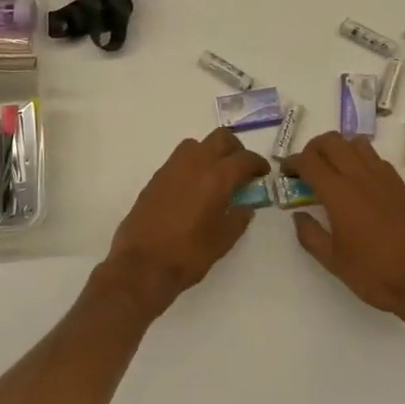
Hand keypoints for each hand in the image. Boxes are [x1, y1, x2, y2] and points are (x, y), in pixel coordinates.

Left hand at [102, 128, 270, 316]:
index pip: (244, 158)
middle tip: (241, 169)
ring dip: (211, 152)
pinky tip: (194, 188)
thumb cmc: (188, 255)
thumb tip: (245, 206)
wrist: (141, 264)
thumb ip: (238, 218)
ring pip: (197, 144)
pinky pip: (179, 159)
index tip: (263, 173)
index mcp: (216, 177)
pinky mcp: (156, 177)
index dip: (257, 163)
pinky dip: (192, 164)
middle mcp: (195, 164)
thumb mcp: (223, 241)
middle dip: (235, 149)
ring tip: (216, 176)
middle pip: (220, 138)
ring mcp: (172, 168)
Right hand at [282, 131, 404, 332]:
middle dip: (313, 148)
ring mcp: (384, 178)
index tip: (285, 171)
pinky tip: (359, 182)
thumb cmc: (375, 274)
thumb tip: (298, 215)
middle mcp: (361, 177)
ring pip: (356, 143)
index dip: (293, 161)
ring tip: (332, 169)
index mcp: (339, 193)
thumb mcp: (334, 262)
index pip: (310, 160)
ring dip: (339, 148)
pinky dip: (360, 160)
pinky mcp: (401, 186)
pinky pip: (376, 159)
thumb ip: (311, 235)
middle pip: (332, 141)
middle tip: (306, 167)